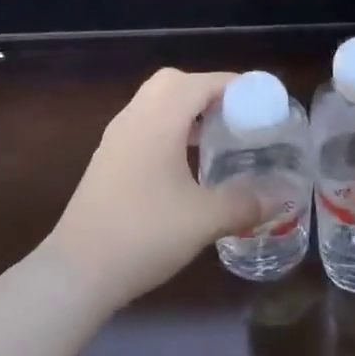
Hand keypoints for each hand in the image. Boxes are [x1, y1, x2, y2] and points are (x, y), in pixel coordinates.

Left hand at [48, 69, 270, 307]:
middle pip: (173, 82)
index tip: (259, 100)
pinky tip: (183, 163)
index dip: (233, 85)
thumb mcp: (204, 220)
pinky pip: (142, 125)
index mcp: (159, 120)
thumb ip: (245, 204)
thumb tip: (278, 199)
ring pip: (153, 102)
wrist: (75, 272)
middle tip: (233, 114)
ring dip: (184, 109)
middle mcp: (134, 119)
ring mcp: (115, 139)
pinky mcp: (106, 161)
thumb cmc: (143, 235)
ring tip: (214, 135)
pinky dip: (167, 128)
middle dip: (205, 90)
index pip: (200, 83)